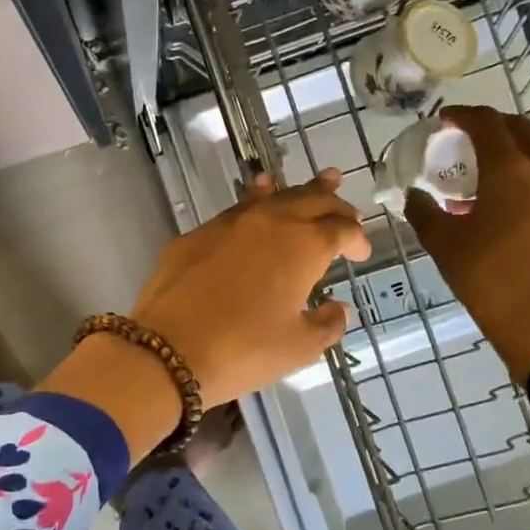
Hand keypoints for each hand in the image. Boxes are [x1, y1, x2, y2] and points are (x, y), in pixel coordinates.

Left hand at [130, 168, 369, 406]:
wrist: (168, 349)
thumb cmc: (243, 350)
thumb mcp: (298, 347)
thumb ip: (326, 325)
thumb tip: (337, 309)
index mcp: (303, 246)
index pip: (341, 230)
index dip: (357, 238)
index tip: (362, 252)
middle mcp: (270, 222)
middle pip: (310, 200)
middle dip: (334, 203)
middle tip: (348, 210)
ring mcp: (230, 223)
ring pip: (274, 196)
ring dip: (300, 190)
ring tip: (321, 179)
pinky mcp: (198, 233)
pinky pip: (237, 207)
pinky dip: (257, 198)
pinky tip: (258, 194)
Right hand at [404, 106, 529, 376]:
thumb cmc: (487, 277)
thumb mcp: (443, 242)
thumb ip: (424, 210)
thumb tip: (414, 194)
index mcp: (510, 169)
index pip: (487, 123)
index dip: (463, 116)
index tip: (443, 120)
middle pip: (520, 126)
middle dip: (491, 124)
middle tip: (463, 135)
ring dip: (514, 141)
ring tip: (487, 158)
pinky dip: (528, 163)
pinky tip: (504, 188)